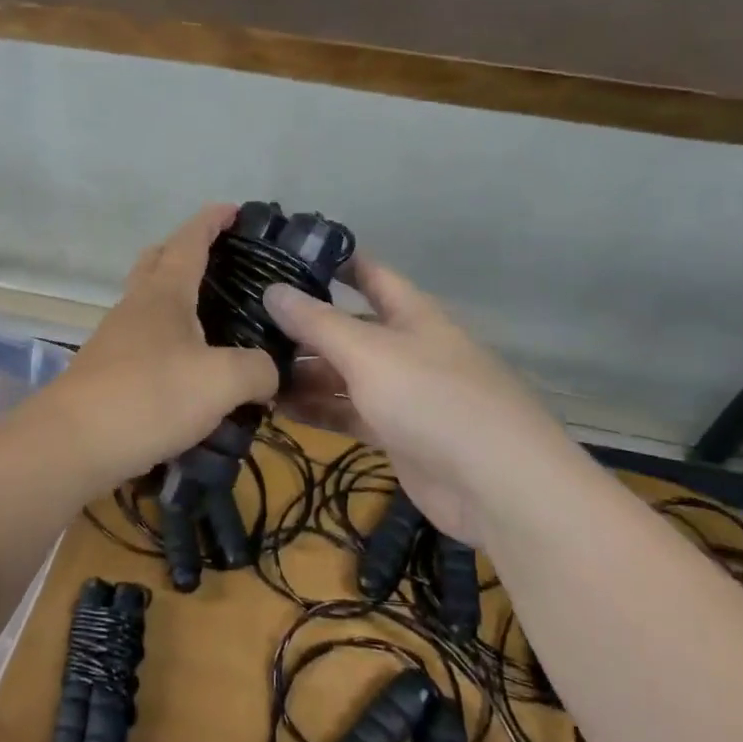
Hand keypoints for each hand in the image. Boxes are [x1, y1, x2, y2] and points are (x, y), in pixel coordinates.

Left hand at [21, 205, 278, 497]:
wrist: (72, 443)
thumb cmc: (149, 397)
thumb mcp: (221, 382)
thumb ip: (256, 370)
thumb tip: (268, 373)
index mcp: (164, 294)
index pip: (190, 242)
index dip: (211, 221)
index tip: (232, 208)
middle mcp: (136, 306)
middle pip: (157, 261)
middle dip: (185, 250)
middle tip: (220, 261)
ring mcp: (115, 338)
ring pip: (148, 302)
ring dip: (176, 300)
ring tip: (215, 321)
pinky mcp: (106, 370)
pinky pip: (143, 340)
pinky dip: (168, 340)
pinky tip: (189, 369)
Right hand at [264, 258, 574, 544]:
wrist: (497, 486)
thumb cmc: (432, 398)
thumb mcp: (368, 352)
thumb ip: (317, 322)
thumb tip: (273, 289)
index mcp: (410, 313)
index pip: (368, 272)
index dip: (331, 261)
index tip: (282, 255)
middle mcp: (405, 346)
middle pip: (347, 327)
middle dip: (302, 325)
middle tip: (245, 321)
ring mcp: (401, 392)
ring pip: (342, 373)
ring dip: (302, 371)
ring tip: (251, 368)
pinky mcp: (395, 433)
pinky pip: (346, 411)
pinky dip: (315, 409)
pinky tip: (275, 408)